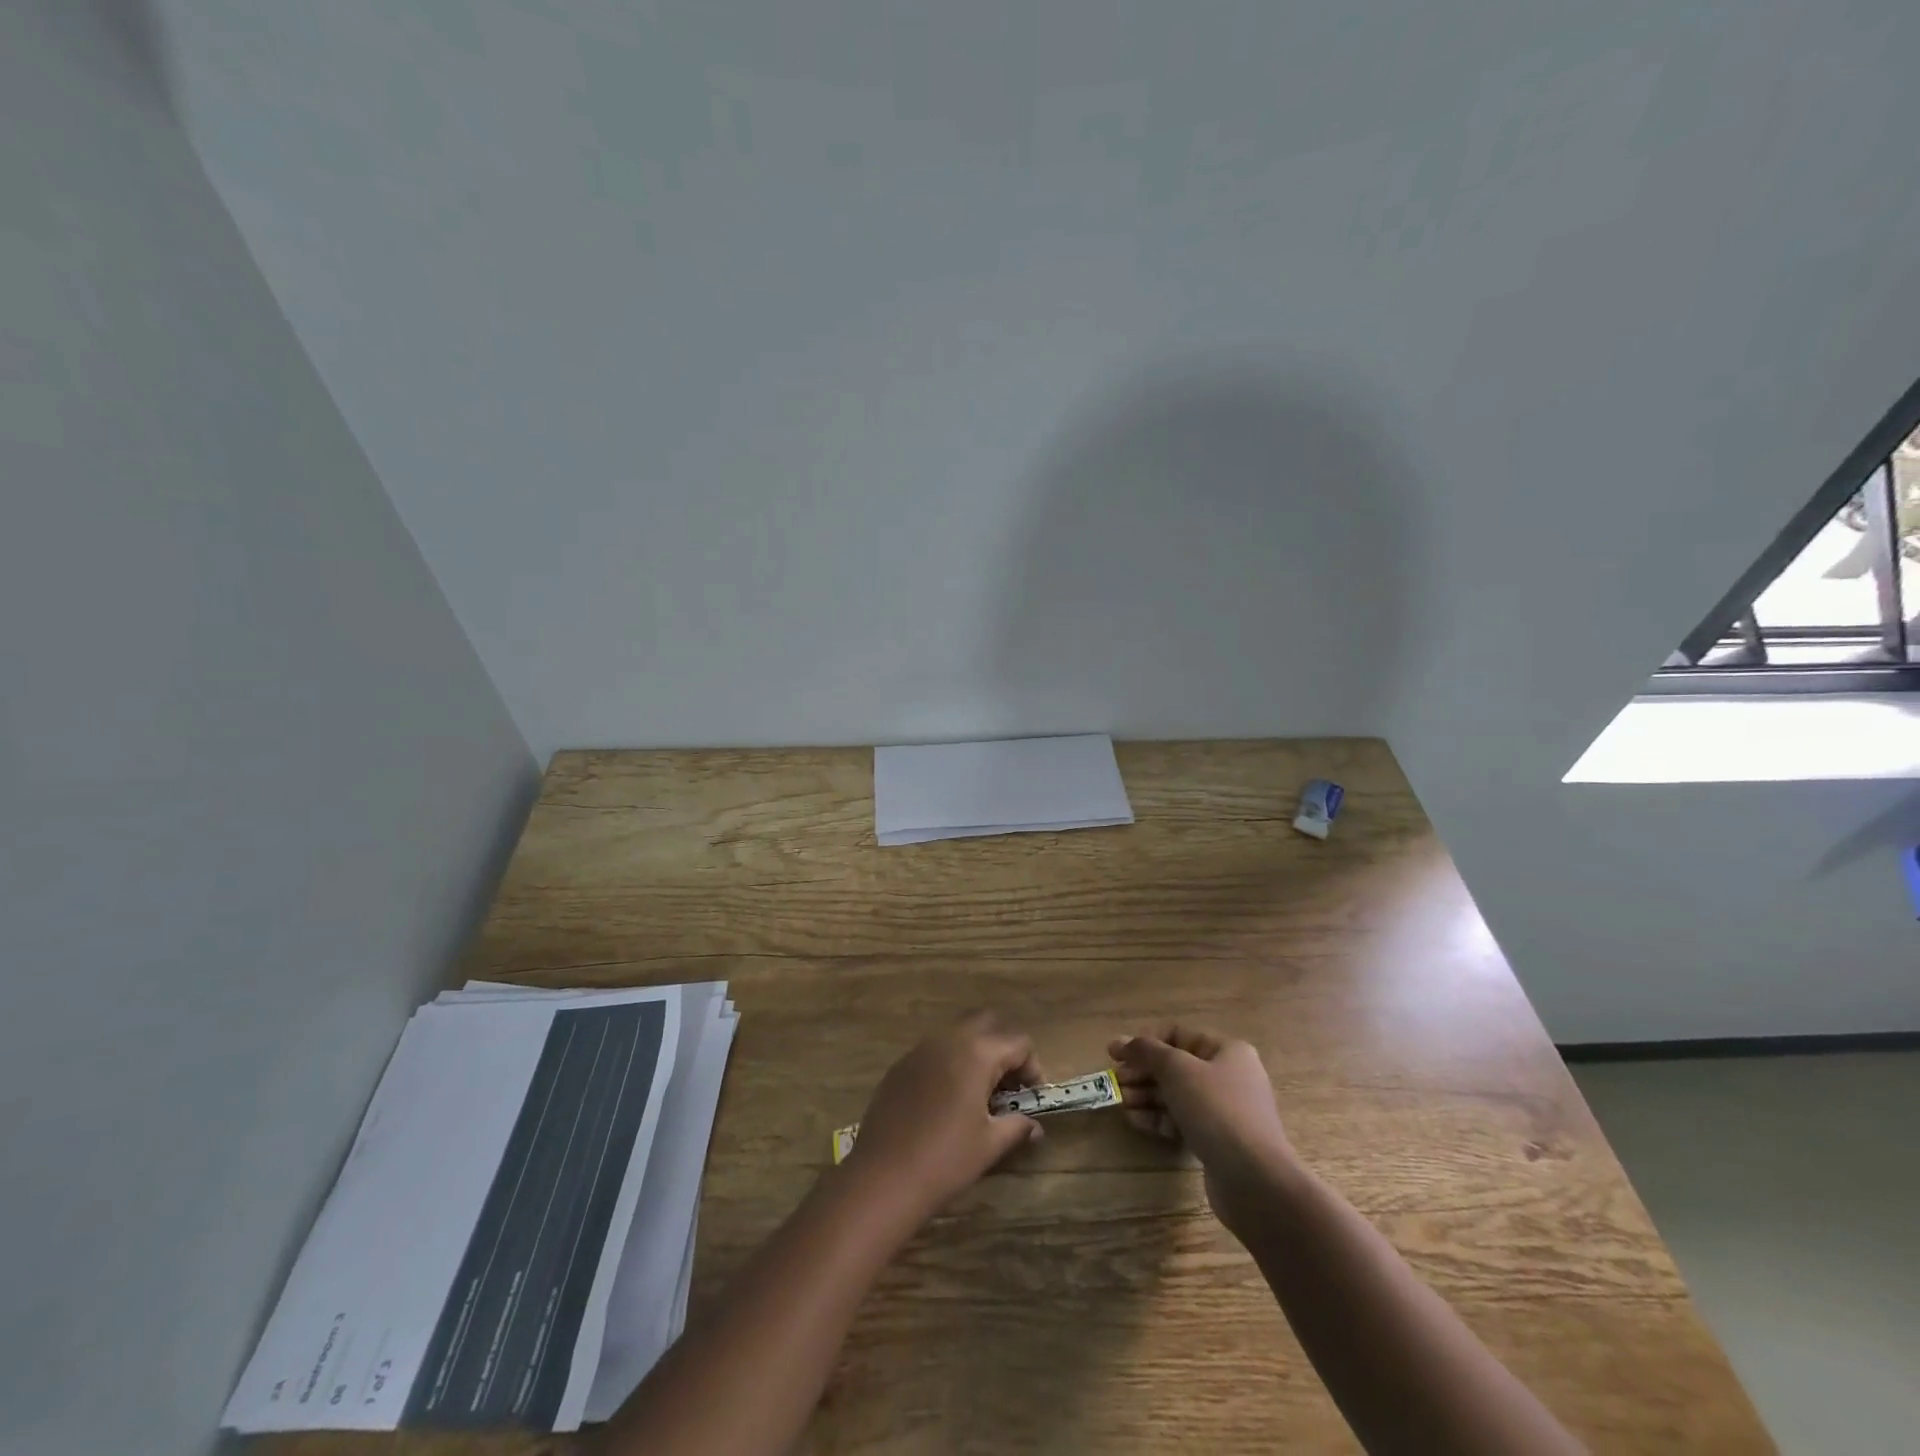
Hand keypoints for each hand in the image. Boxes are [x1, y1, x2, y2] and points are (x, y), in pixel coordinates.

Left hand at [842, 1011, 1045, 1217]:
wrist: (883, 1177)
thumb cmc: (945, 1160)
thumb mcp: (990, 1145)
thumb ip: (1017, 1127)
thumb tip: (1034, 1126)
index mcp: (976, 1053)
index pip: (1018, 1043)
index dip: (1033, 1068)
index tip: (1033, 1098)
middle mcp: (948, 1039)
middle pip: (986, 1024)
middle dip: (1003, 1048)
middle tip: (1007, 1086)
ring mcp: (920, 1049)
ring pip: (957, 1034)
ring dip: (975, 1054)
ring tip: (979, 1095)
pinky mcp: (900, 1066)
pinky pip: (933, 1052)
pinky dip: (949, 1064)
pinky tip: (946, 1102)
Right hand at [1108, 1025, 1296, 1235]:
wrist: (1255, 1180)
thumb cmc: (1216, 1110)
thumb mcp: (1177, 1070)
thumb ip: (1148, 1051)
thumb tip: (1123, 1041)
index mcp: (1226, 1051)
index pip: (1178, 1035)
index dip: (1145, 1042)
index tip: (1115, 1053)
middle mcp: (1229, 1076)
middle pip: (1175, 1067)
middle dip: (1143, 1072)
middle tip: (1115, 1081)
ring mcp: (1224, 1111)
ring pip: (1177, 1095)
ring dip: (1146, 1095)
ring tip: (1120, 1102)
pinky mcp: (1218, 1141)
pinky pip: (1182, 1121)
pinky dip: (1159, 1118)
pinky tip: (1135, 1121)